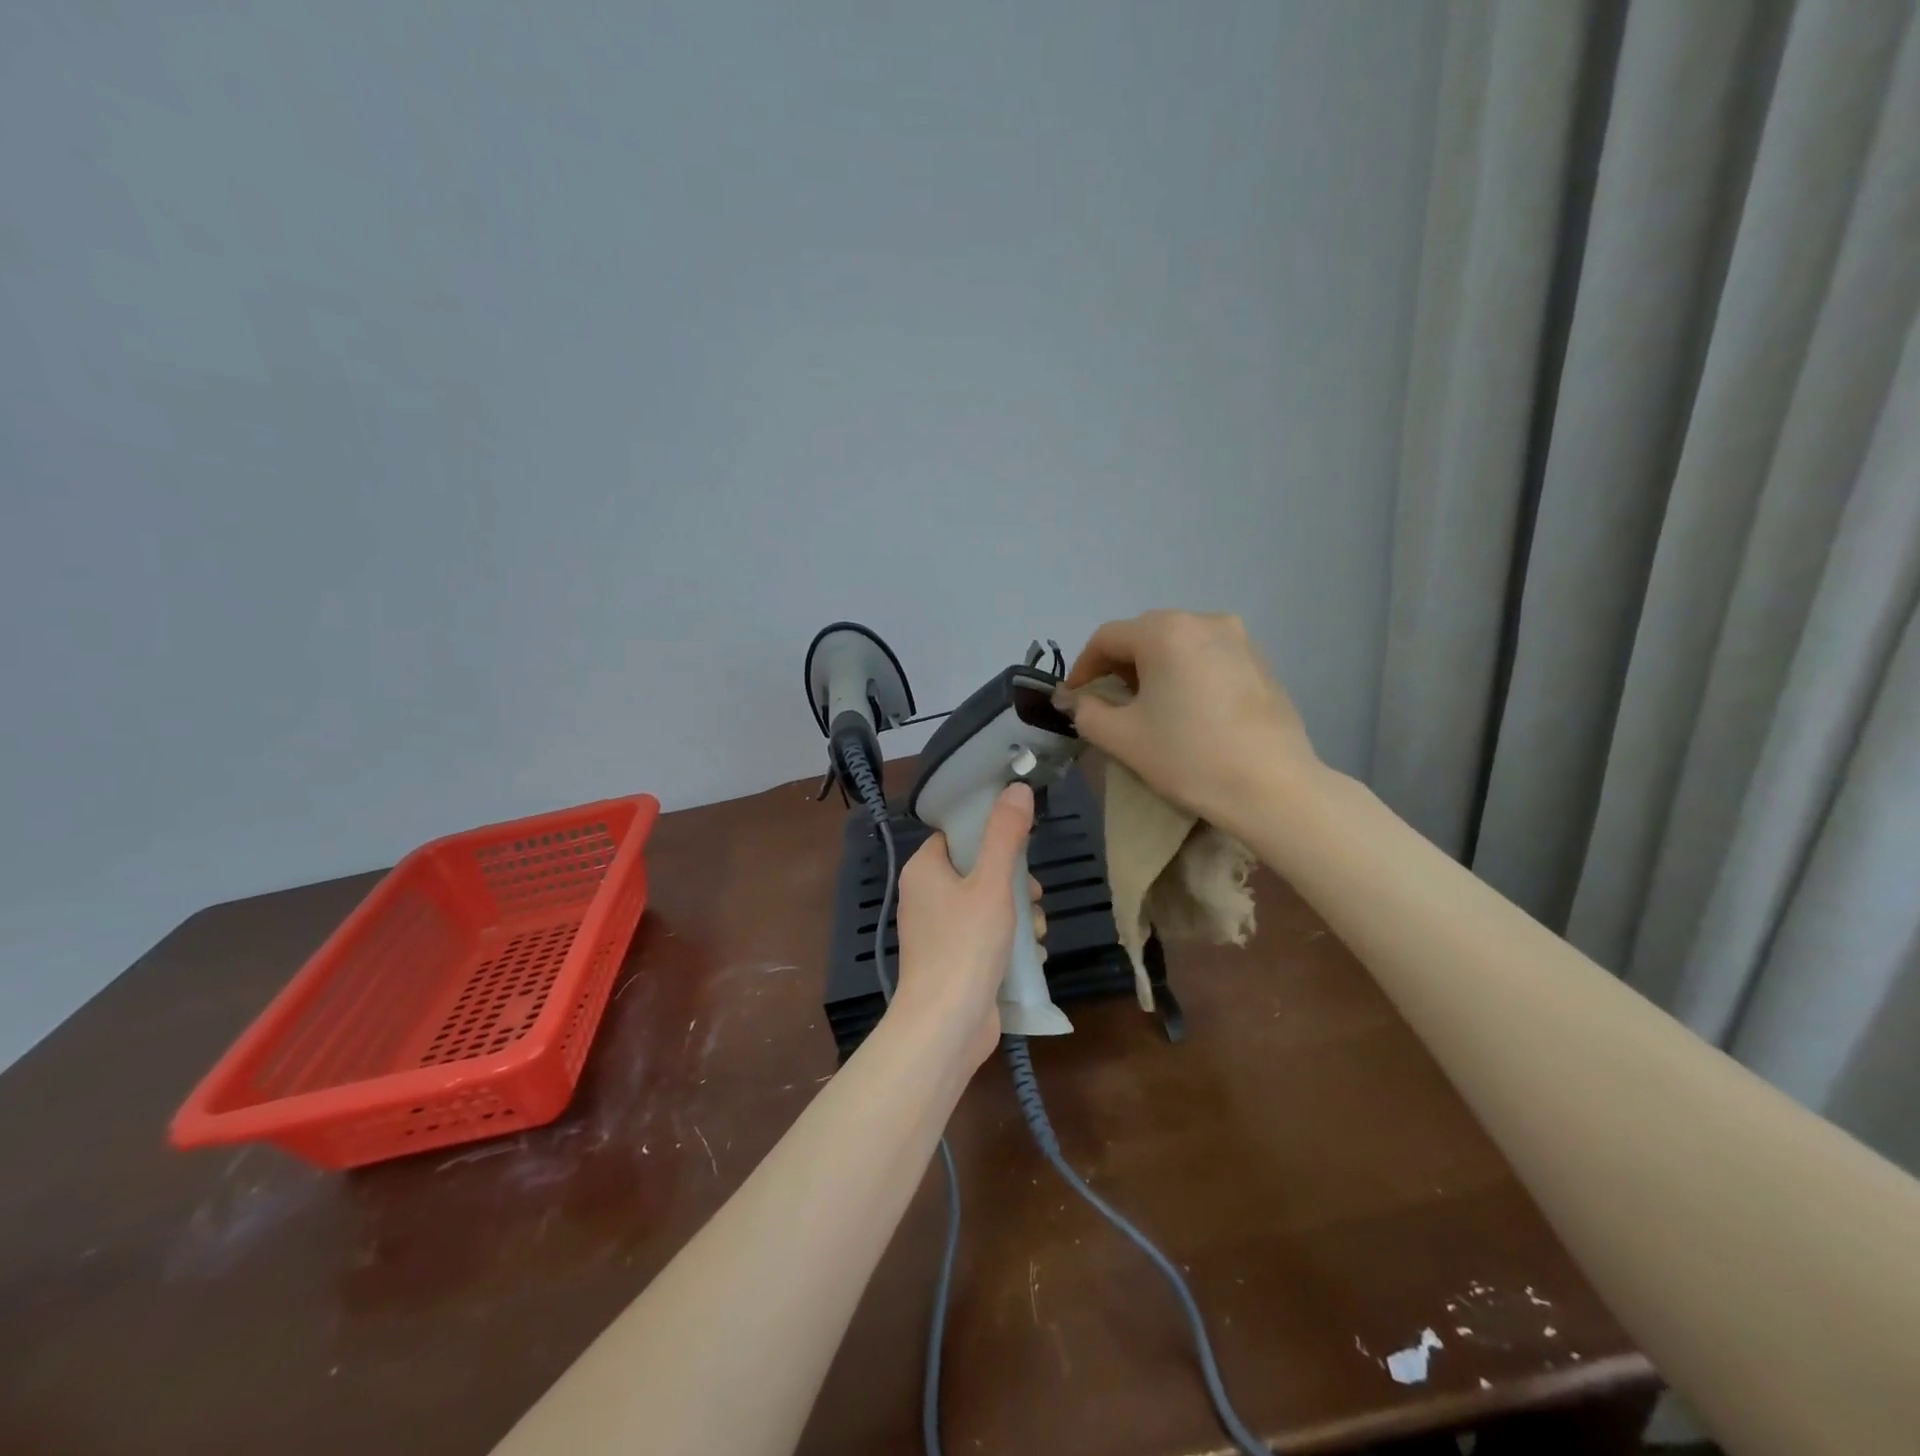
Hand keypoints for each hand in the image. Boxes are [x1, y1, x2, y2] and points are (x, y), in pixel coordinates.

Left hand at [890, 783, 1042, 1072]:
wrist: (946, 1024)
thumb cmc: (966, 945)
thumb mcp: (992, 883)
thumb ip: (1005, 835)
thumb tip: (1017, 787)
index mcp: (924, 871)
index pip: (957, 836)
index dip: (990, 837)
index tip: (1021, 848)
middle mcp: (925, 897)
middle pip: (977, 872)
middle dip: (1013, 884)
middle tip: (1032, 896)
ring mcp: (937, 932)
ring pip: (986, 906)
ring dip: (1018, 916)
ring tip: (1037, 931)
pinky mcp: (952, 961)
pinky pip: (984, 937)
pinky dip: (1008, 942)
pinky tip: (1032, 955)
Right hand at [1061, 610, 1317, 832]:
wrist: (1272, 787)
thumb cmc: (1188, 757)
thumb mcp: (1122, 737)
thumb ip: (1087, 711)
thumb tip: (1077, 699)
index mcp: (1165, 632)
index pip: (1106, 638)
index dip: (1083, 667)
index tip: (1075, 698)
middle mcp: (1203, 620)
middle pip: (1144, 634)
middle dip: (1119, 665)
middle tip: (1109, 702)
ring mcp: (1239, 638)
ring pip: (1179, 643)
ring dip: (1154, 667)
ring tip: (1149, 705)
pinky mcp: (1261, 661)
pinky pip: (1208, 656)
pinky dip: (1187, 673)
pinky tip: (1188, 708)